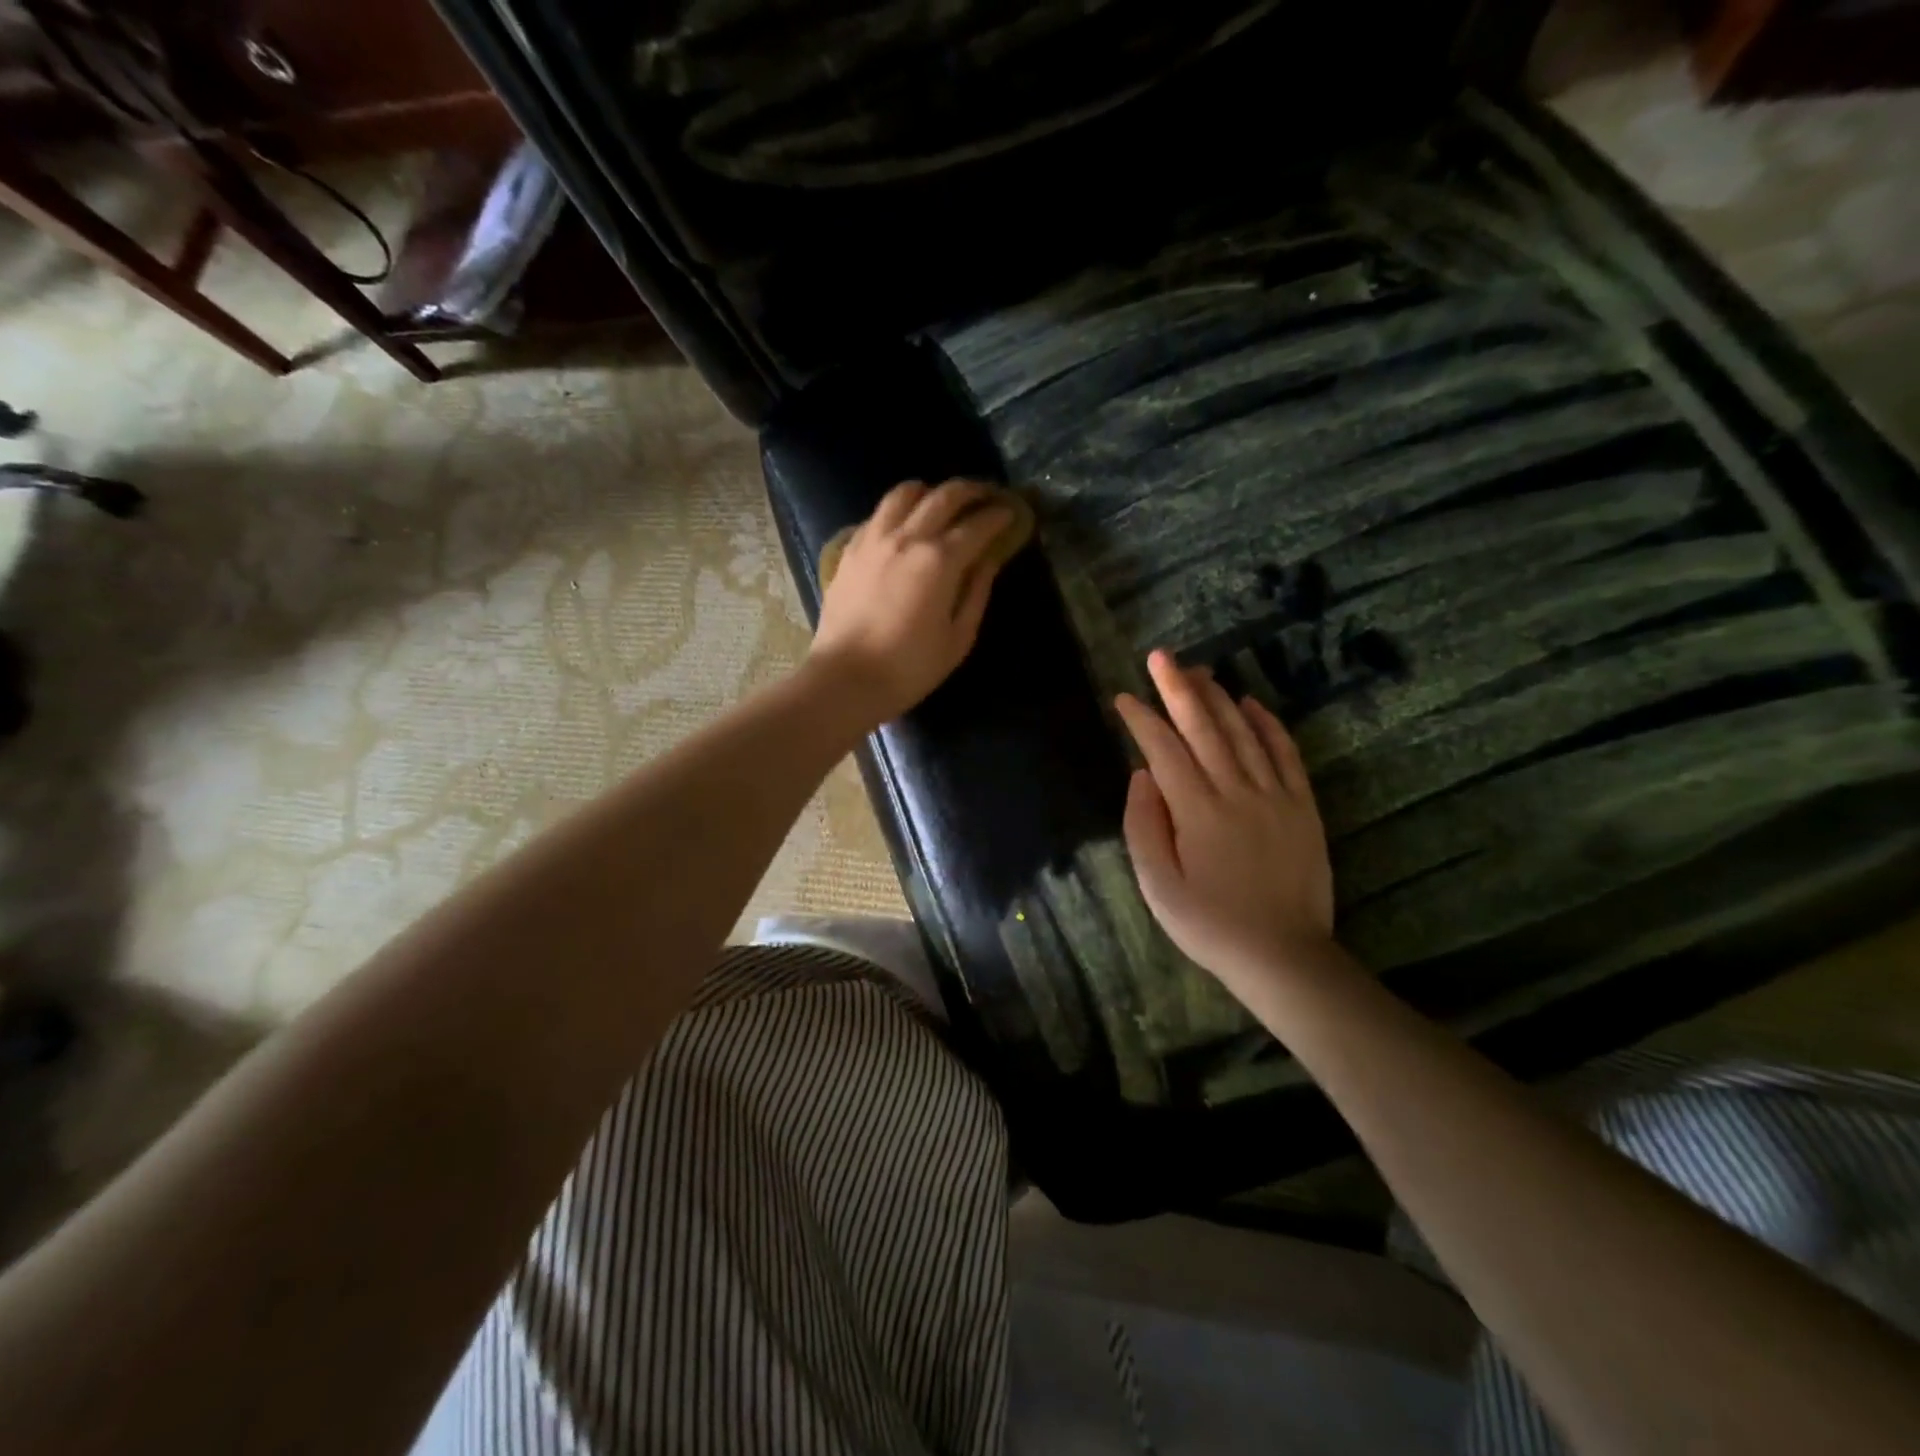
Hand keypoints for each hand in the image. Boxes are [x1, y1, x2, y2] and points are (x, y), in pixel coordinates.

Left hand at [807, 479, 1014, 726]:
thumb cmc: (910, 667)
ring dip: (929, 492)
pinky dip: (898, 511)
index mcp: (940, 560)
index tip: (1011, 513)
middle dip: (970, 491)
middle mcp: (907, 537)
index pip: (977, 525)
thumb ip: (977, 593)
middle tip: (984, 496)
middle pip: (943, 496)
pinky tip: (903, 526)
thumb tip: (988, 561)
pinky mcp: (850, 549)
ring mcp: (874, 539)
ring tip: (940, 502)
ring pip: (904, 493)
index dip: (998, 516)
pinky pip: (878, 514)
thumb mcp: (958, 638)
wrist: (846, 678)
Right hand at [1115, 649, 1335, 998]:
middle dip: (1179, 688)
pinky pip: (1285, 753)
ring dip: (1218, 697)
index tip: (1124, 698)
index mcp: (1196, 811)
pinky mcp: (1301, 806)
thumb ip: (1144, 827)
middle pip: (1204, 727)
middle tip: (1161, 657)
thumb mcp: (1158, 887)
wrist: (1283, 955)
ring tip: (1198, 671)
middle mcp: (1236, 791)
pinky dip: (1268, 723)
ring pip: (1243, 732)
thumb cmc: (1210, 925)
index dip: (1142, 720)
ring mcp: (1274, 795)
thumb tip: (1141, 775)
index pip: (1164, 750)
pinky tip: (1251, 703)